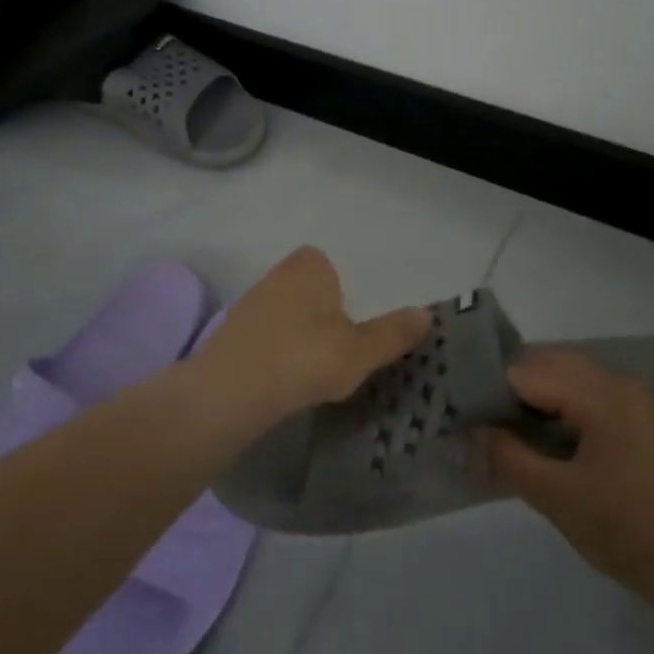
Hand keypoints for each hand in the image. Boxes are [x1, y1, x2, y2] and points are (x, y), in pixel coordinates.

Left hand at [202, 247, 429, 419]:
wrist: (232, 389)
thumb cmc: (306, 357)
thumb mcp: (360, 351)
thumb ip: (393, 333)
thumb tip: (426, 314)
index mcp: (311, 266)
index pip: (326, 264)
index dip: (337, 289)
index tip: (346, 323)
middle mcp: (277, 274)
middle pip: (303, 287)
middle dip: (316, 312)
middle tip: (332, 350)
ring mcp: (248, 303)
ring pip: (280, 312)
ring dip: (292, 334)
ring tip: (307, 371)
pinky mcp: (228, 334)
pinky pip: (260, 337)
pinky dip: (271, 353)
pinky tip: (279, 382)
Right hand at [478, 350, 653, 594]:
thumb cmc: (631, 532)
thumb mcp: (559, 498)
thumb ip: (510, 458)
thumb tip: (472, 431)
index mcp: (597, 392)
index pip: (524, 370)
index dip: (486, 386)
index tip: (454, 407)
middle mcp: (614, 384)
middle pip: (545, 367)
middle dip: (505, 388)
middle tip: (468, 416)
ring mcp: (629, 405)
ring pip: (564, 384)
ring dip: (528, 401)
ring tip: (493, 429)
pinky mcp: (635, 429)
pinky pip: (582, 404)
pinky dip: (553, 414)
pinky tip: (532, 443)